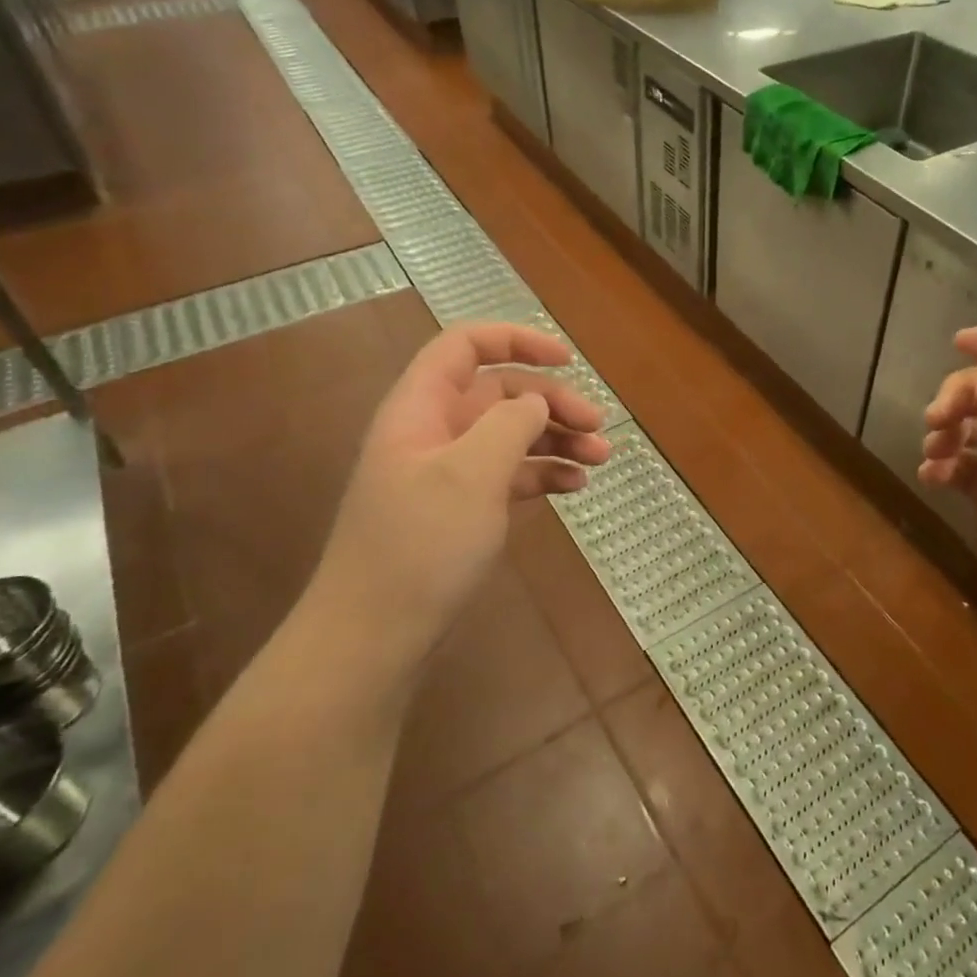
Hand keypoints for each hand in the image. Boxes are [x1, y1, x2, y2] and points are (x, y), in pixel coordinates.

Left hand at [306, 323, 610, 677]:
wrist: (376, 636)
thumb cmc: (421, 544)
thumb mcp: (471, 473)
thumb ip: (510, 423)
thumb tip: (536, 402)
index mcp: (422, 408)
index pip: (466, 346)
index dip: (516, 340)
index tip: (567, 359)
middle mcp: (436, 431)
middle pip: (500, 393)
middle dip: (552, 401)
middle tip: (598, 425)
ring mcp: (449, 473)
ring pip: (511, 435)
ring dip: (557, 439)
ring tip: (601, 457)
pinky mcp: (463, 509)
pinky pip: (511, 475)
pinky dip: (544, 473)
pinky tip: (576, 486)